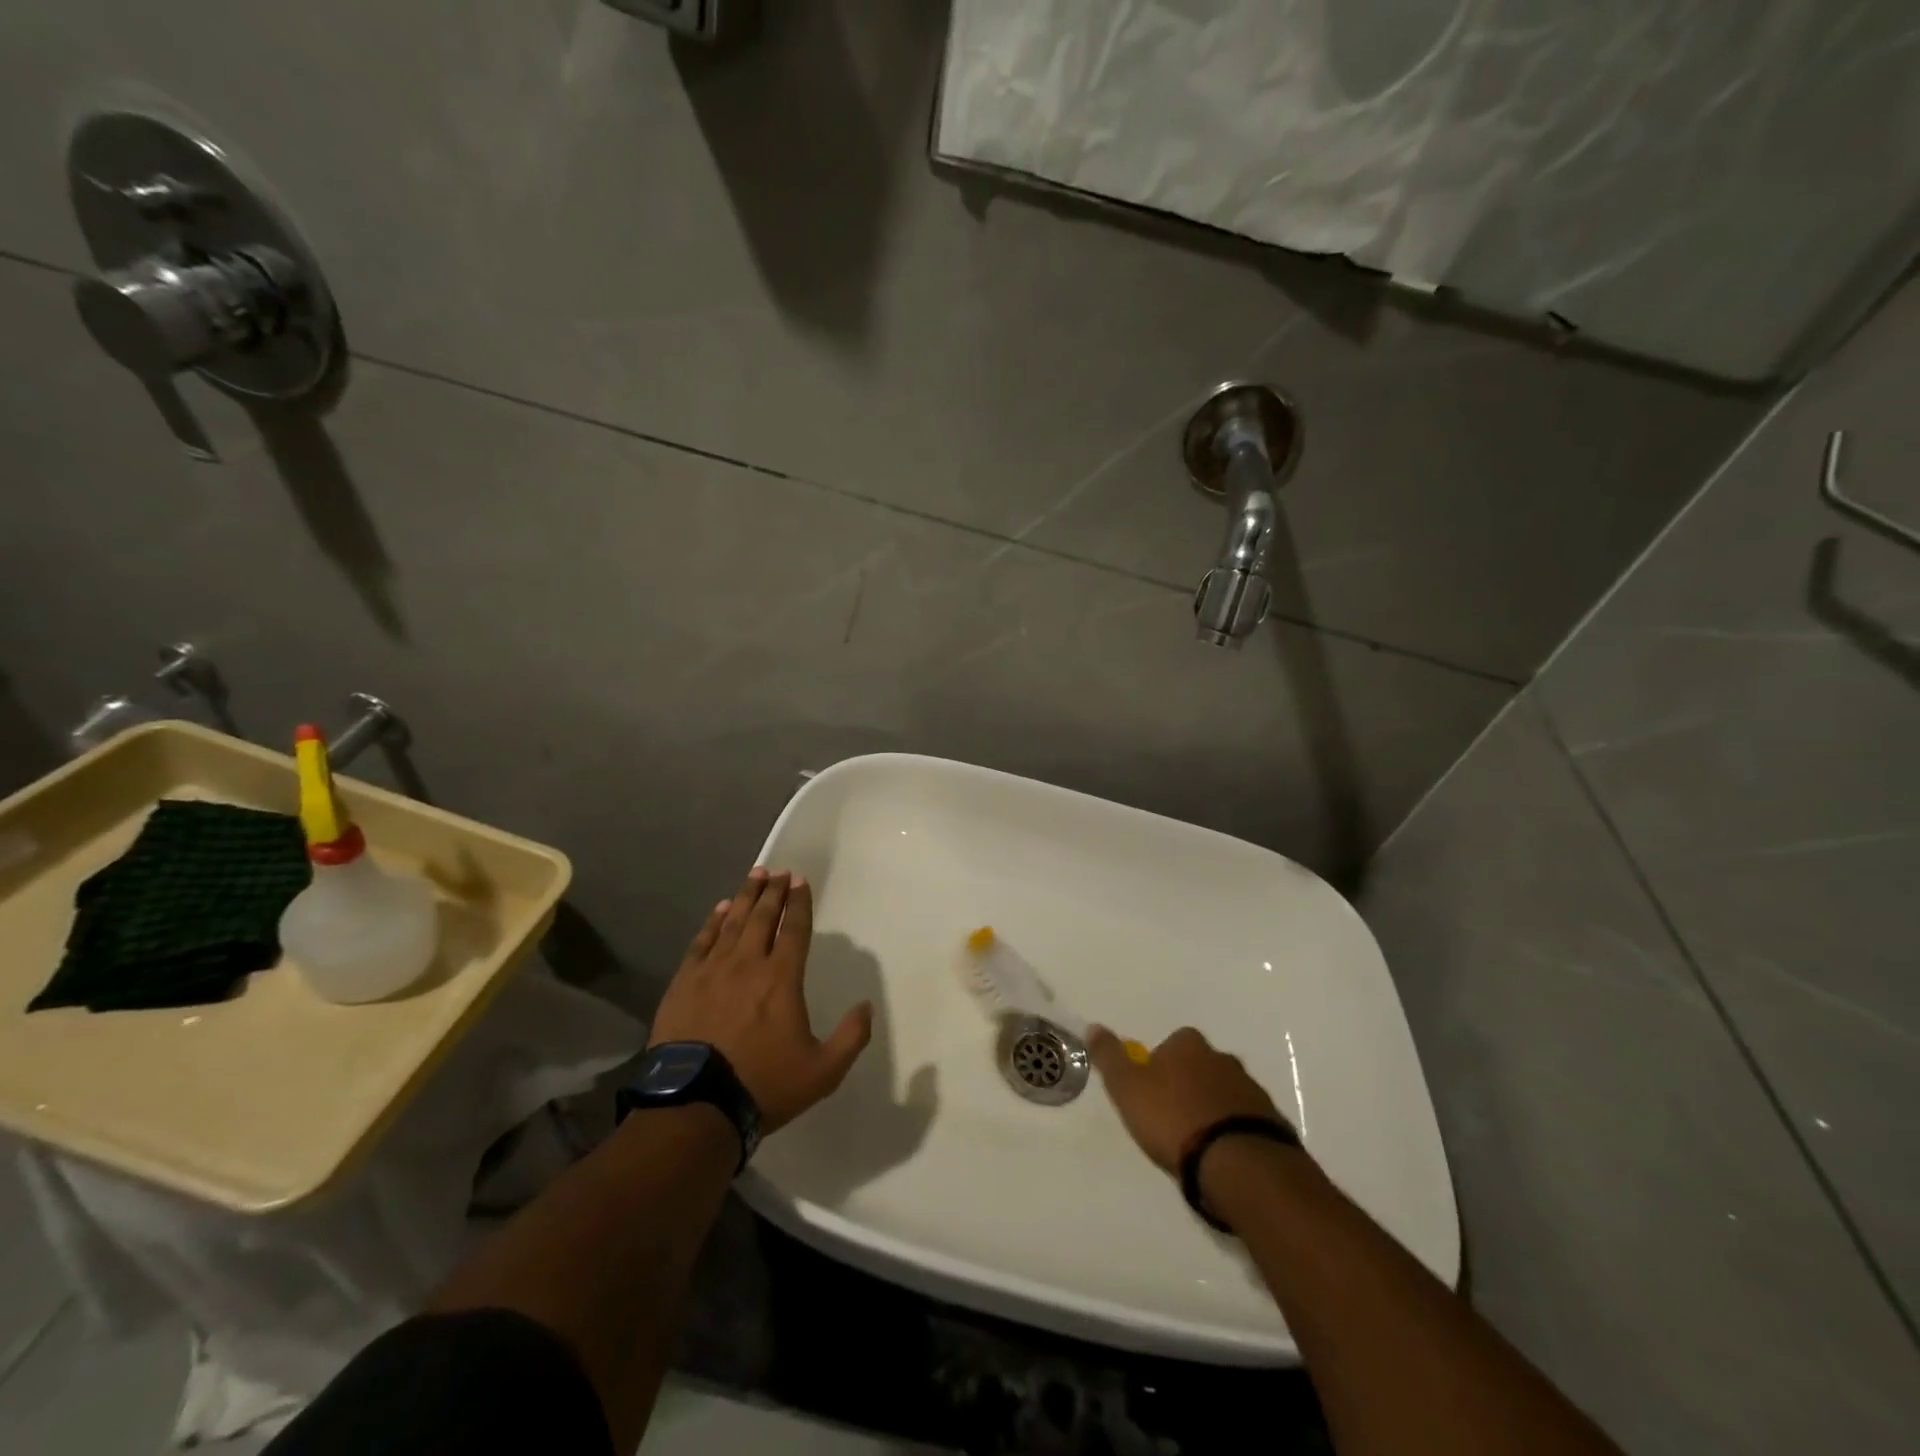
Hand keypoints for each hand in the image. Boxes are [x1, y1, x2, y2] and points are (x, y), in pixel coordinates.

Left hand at [649, 868, 872, 1134]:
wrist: (696, 1107)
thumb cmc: (763, 1085)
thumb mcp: (822, 1071)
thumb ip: (851, 1037)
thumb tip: (866, 1007)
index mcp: (782, 979)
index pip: (794, 929)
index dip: (799, 903)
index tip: (800, 881)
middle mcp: (748, 964)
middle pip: (762, 917)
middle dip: (773, 891)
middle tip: (779, 871)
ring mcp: (712, 971)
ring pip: (732, 922)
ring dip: (746, 897)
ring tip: (754, 876)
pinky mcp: (685, 983)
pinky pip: (702, 941)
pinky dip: (713, 921)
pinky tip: (720, 909)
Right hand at [1087, 1025, 1288, 1174]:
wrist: (1238, 1164)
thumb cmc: (1173, 1119)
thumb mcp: (1127, 1088)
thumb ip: (1109, 1057)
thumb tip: (1094, 1026)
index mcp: (1189, 1045)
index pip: (1171, 1044)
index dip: (1159, 1066)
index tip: (1151, 1094)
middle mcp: (1223, 1058)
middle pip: (1201, 1066)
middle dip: (1189, 1085)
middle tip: (1173, 1118)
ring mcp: (1251, 1090)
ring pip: (1225, 1093)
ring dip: (1213, 1109)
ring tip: (1198, 1143)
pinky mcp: (1273, 1123)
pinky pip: (1246, 1121)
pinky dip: (1234, 1132)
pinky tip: (1223, 1156)